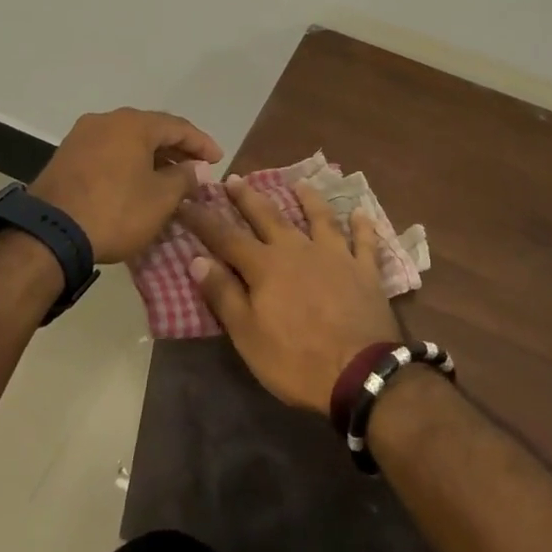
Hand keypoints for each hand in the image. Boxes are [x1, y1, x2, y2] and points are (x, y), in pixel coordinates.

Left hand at [29, 108, 222, 264]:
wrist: (50, 233)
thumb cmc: (115, 211)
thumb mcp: (160, 199)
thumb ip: (184, 178)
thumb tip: (197, 168)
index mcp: (133, 124)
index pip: (178, 126)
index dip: (201, 143)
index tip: (218, 160)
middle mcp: (107, 120)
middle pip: (151, 130)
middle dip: (176, 150)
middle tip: (196, 168)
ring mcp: (82, 136)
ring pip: (127, 142)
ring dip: (151, 158)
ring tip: (169, 179)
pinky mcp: (66, 156)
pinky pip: (108, 153)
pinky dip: (128, 163)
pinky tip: (137, 183)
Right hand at [180, 177, 402, 415]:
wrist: (360, 373)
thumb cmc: (296, 360)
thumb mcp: (248, 335)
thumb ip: (223, 294)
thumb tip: (197, 259)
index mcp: (265, 266)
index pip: (226, 237)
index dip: (204, 219)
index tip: (186, 201)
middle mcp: (298, 249)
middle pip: (269, 216)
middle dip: (248, 197)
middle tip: (234, 178)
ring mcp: (335, 255)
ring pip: (319, 218)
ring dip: (308, 199)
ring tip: (299, 184)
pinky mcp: (365, 270)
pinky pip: (364, 241)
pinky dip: (362, 226)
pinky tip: (360, 212)